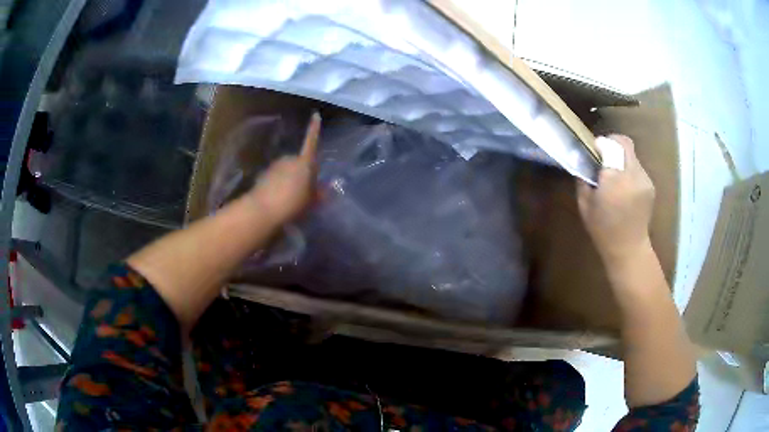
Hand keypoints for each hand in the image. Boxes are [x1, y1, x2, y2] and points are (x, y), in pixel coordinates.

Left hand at [246, 112, 320, 223]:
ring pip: (286, 170)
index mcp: (304, 162)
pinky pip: (275, 178)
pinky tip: (278, 199)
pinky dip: (278, 185)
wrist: (262, 210)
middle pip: (299, 162)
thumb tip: (327, 188)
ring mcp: (275, 166)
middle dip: (302, 172)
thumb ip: (319, 193)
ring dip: (289, 179)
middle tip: (305, 190)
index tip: (315, 114)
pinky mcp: (263, 176)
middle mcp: (289, 159)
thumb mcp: (311, 201)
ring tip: (291, 199)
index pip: (312, 142)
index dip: (314, 129)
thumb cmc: (292, 203)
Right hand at [577, 134, 654, 263]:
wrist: (628, 249)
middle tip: (603, 156)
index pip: (609, 145)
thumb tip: (583, 160)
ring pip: (631, 154)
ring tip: (614, 176)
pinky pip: (637, 167)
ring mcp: (644, 179)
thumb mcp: (584, 205)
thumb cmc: (603, 230)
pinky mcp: (650, 185)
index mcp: (614, 179)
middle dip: (612, 144)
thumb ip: (583, 179)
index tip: (593, 151)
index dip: (600, 144)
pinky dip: (629, 170)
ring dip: (621, 158)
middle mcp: (632, 174)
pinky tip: (624, 187)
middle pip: (624, 143)